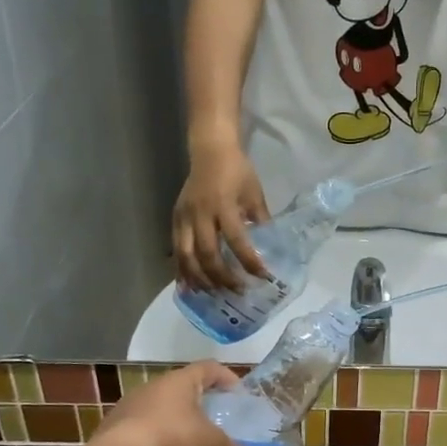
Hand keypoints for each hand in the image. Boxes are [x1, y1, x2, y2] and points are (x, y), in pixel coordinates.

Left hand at [93, 362, 267, 445]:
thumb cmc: (173, 442)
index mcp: (180, 382)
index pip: (208, 368)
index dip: (226, 377)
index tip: (238, 393)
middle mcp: (152, 387)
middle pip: (182, 389)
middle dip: (200, 404)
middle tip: (216, 423)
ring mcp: (128, 408)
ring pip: (159, 410)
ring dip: (174, 424)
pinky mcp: (110, 431)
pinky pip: (140, 431)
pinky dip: (154, 442)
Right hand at [173, 141, 270, 292]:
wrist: (210, 151)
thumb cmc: (237, 171)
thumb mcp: (255, 194)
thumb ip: (260, 221)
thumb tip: (271, 249)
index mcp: (223, 205)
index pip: (236, 240)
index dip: (249, 261)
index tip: (263, 277)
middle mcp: (200, 214)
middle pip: (208, 254)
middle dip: (223, 277)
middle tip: (238, 291)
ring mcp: (184, 218)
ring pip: (187, 257)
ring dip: (200, 279)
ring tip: (213, 294)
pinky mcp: (175, 220)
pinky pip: (176, 251)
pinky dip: (182, 271)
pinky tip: (189, 286)